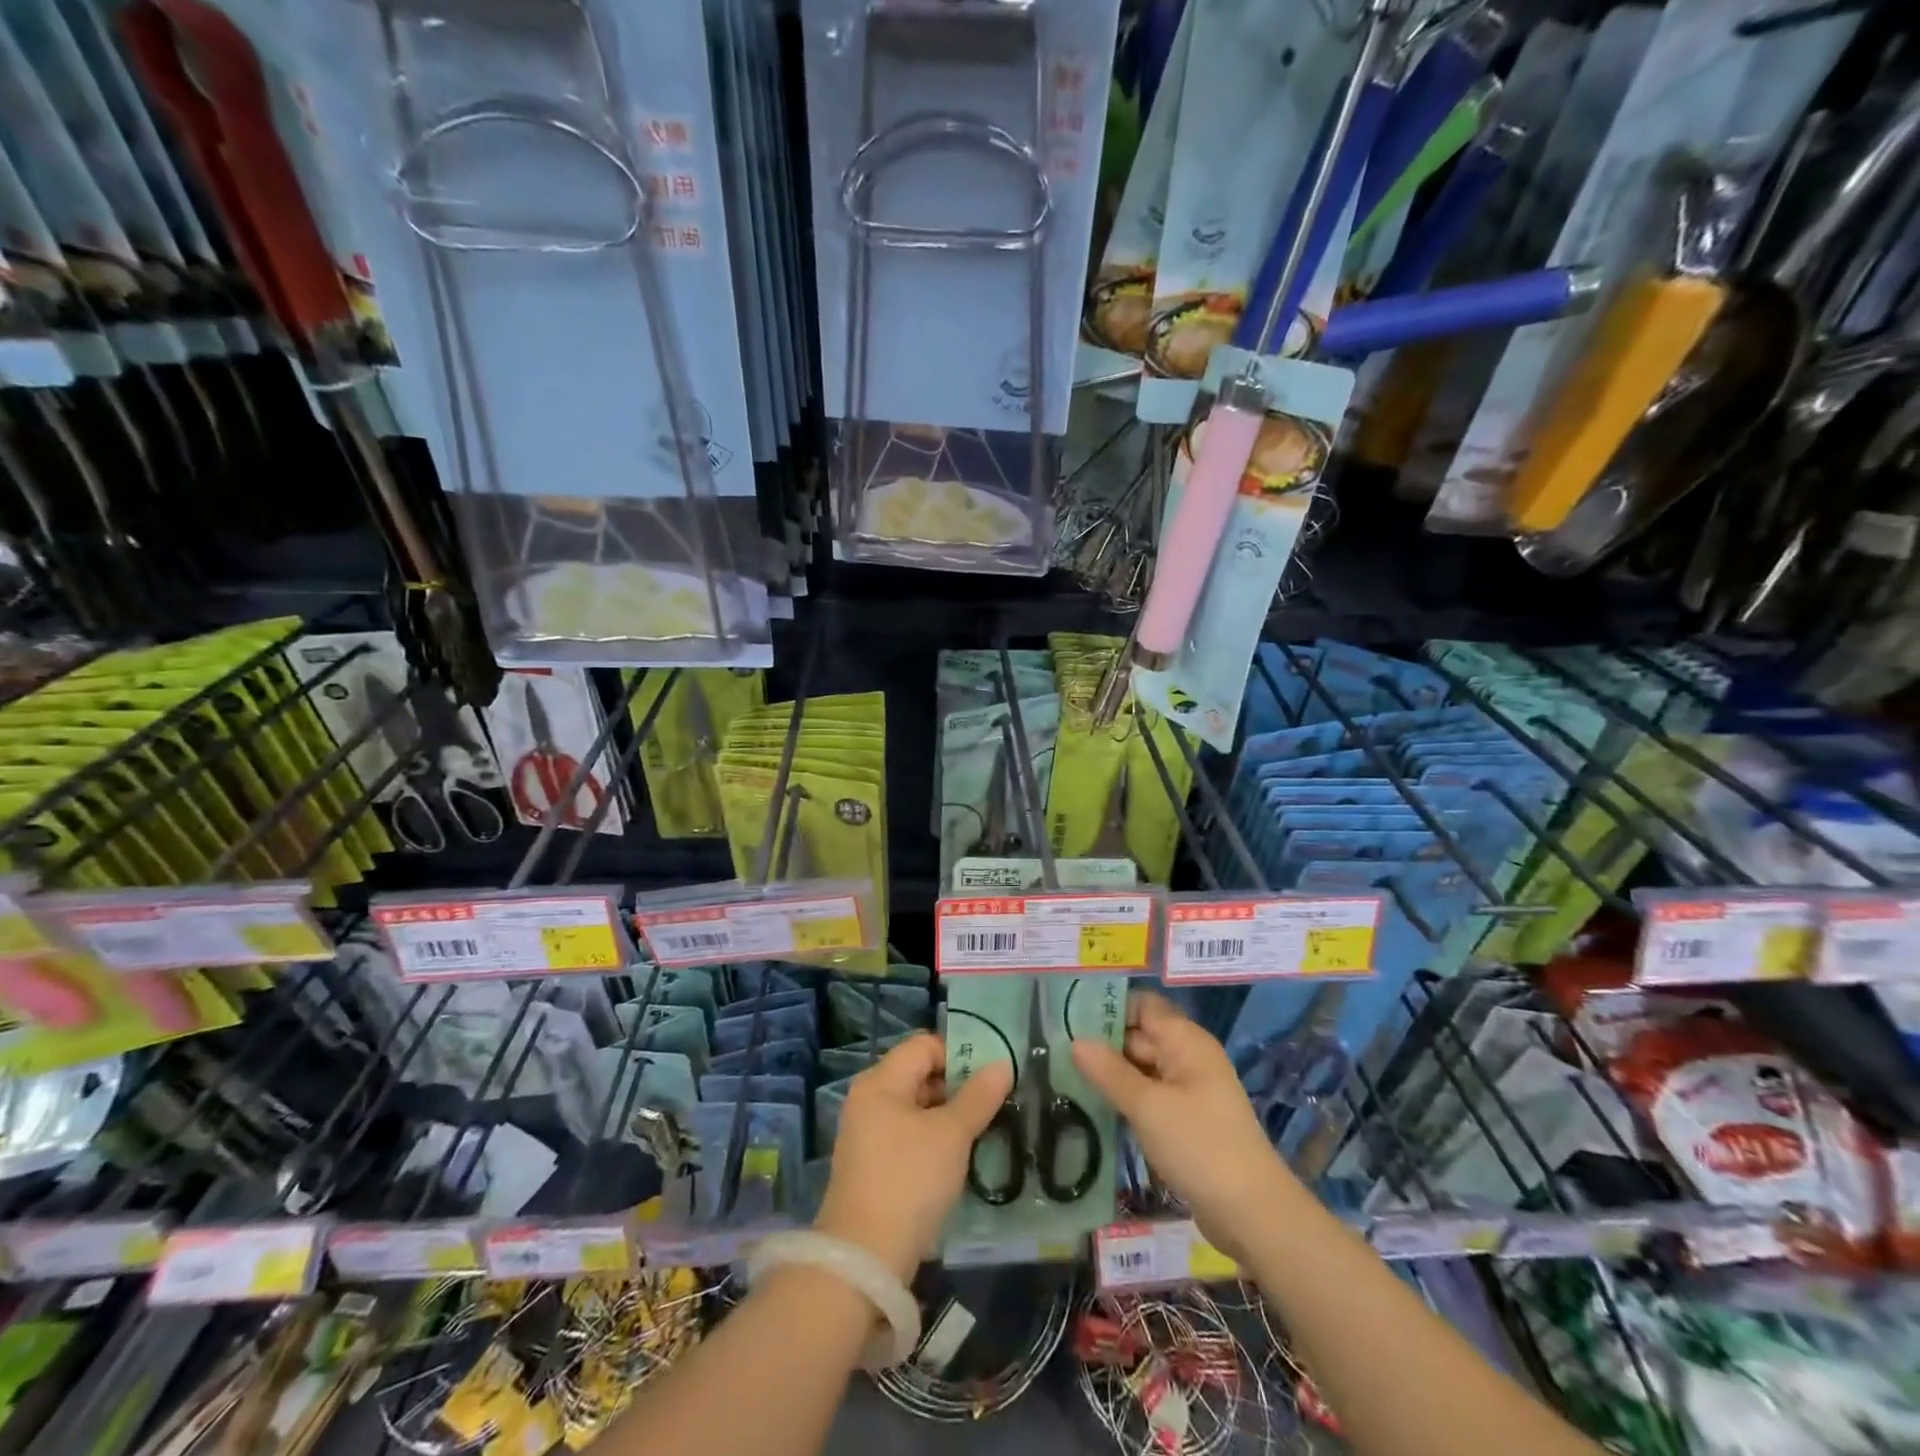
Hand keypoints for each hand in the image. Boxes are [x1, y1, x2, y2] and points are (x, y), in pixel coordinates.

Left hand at [815, 1033, 1013, 1281]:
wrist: (865, 1258)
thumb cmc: (910, 1180)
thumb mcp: (952, 1135)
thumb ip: (978, 1096)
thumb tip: (1003, 1064)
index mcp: (881, 1080)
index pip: (924, 1045)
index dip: (959, 1053)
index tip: (991, 1075)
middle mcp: (868, 1098)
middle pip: (919, 1073)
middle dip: (956, 1085)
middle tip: (992, 1103)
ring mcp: (866, 1132)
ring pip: (915, 1106)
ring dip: (947, 1114)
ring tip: (981, 1129)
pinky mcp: (870, 1163)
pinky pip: (906, 1133)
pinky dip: (931, 1137)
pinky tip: (956, 1157)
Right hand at [1071, 990, 1288, 1258]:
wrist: (1253, 1214)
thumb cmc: (1200, 1146)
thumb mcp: (1148, 1107)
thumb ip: (1109, 1072)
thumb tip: (1075, 1040)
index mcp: (1185, 1041)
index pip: (1142, 1005)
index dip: (1108, 1007)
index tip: (1069, 1018)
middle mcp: (1187, 1057)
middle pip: (1139, 1035)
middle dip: (1102, 1043)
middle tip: (1055, 1051)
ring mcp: (1188, 1090)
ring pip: (1141, 1068)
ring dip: (1110, 1073)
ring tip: (1065, 1076)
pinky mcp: (1185, 1120)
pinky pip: (1148, 1096)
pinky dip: (1125, 1098)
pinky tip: (1094, 1106)